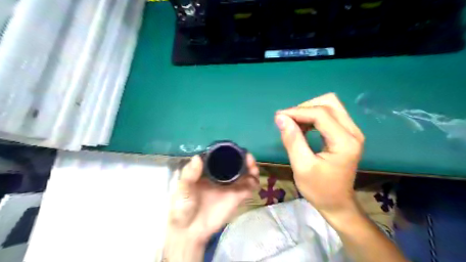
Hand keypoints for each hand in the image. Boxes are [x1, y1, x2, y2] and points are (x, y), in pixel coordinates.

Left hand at [165, 153, 259, 259]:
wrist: (190, 230)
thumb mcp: (183, 189)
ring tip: (253, 167)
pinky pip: (249, 188)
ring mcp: (230, 186)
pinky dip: (254, 182)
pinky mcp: (237, 197)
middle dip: (244, 158)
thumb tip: (197, 157)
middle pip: (236, 163)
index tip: (234, 148)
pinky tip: (253, 181)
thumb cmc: (183, 207)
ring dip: (252, 168)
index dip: (229, 151)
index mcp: (208, 171)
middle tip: (248, 157)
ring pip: (245, 173)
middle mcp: (221, 176)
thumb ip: (190, 174)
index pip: (221, 157)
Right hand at [274, 93, 364, 223]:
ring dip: (309, 111)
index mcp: (344, 142)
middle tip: (288, 120)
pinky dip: (314, 116)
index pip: (321, 114)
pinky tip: (304, 127)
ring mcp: (352, 132)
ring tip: (294, 124)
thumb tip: (280, 117)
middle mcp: (353, 132)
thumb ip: (292, 140)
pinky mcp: (348, 134)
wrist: (337, 203)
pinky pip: (330, 114)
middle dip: (305, 108)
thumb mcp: (301, 166)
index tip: (279, 117)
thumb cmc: (319, 189)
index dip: (297, 112)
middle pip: (329, 103)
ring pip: (330, 105)